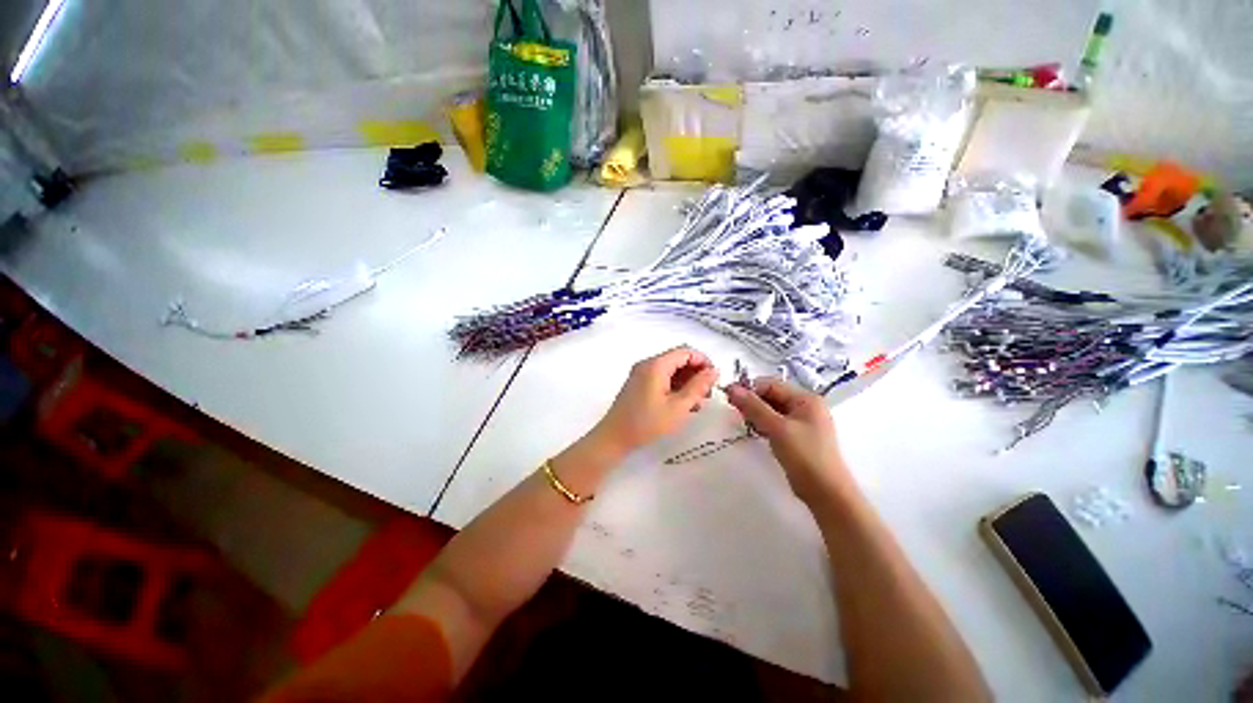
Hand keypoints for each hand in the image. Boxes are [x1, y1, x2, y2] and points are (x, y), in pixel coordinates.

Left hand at [592, 346, 718, 455]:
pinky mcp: (638, 383)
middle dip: (696, 373)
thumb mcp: (679, 407)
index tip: (714, 380)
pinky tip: (682, 404)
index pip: (686, 351)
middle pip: (678, 359)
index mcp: (657, 365)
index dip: (703, 362)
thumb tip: (714, 371)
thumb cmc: (647, 423)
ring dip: (686, 381)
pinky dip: (674, 386)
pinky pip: (661, 377)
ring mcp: (641, 373)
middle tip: (707, 394)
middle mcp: (648, 363)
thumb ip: (698, 387)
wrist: (614, 437)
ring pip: (671, 369)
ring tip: (697, 403)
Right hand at [725, 377, 851, 503]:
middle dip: (752, 401)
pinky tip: (753, 430)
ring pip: (772, 410)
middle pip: (772, 395)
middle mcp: (806, 406)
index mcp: (806, 399)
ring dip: (756, 413)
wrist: (826, 493)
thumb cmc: (805, 456)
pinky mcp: (797, 436)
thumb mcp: (777, 428)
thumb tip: (731, 388)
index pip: (771, 384)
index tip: (729, 396)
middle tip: (734, 410)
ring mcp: (802, 422)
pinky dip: (763, 424)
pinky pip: (776, 422)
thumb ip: (754, 406)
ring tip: (743, 421)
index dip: (750, 388)